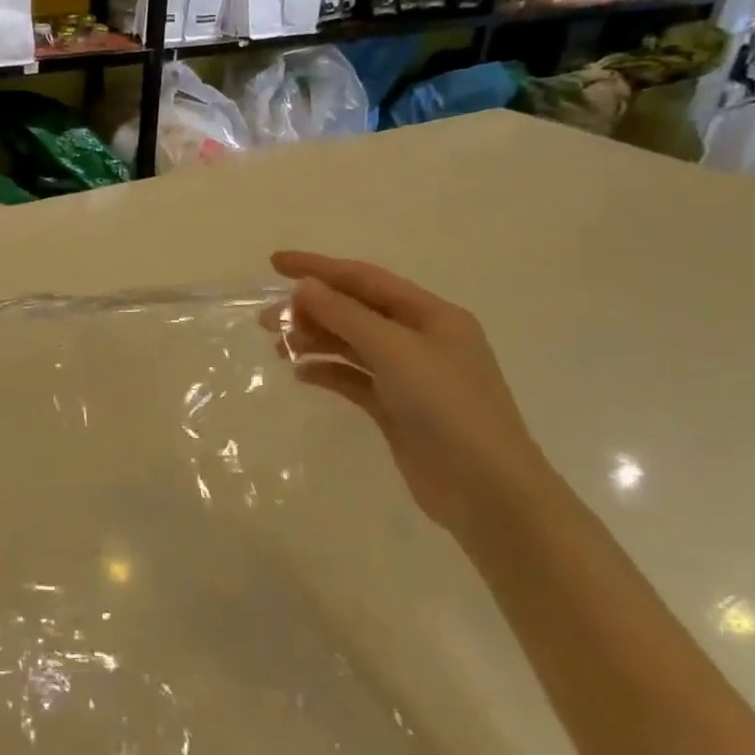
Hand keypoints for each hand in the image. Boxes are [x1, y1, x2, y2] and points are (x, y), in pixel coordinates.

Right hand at [271, 252, 554, 539]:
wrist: (487, 492)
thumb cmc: (447, 407)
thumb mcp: (395, 350)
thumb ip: (345, 315)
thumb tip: (304, 286)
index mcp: (431, 314)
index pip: (364, 278)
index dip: (318, 267)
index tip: (274, 263)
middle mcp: (420, 339)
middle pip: (355, 311)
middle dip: (311, 310)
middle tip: (267, 320)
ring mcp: (409, 376)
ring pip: (351, 344)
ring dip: (315, 340)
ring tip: (279, 347)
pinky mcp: (396, 409)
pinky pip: (353, 378)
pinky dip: (327, 372)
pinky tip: (301, 373)